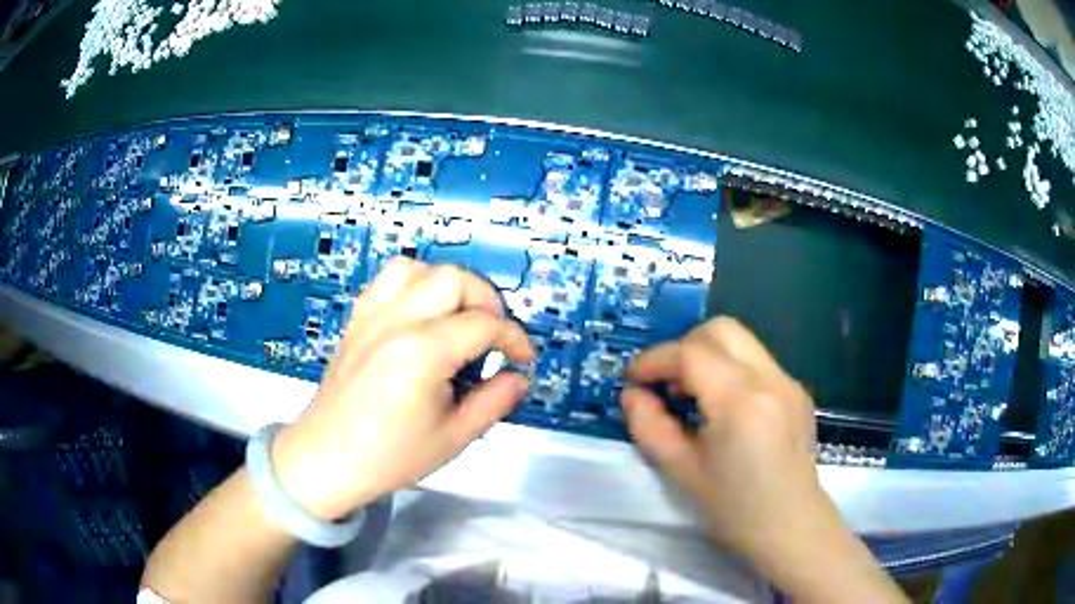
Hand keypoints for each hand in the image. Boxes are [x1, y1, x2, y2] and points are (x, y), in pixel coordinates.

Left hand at [270, 259, 533, 520]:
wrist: (327, 457)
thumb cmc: (389, 456)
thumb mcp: (453, 438)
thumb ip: (493, 402)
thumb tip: (518, 377)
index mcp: (423, 353)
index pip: (483, 325)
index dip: (514, 339)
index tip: (522, 358)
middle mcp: (397, 322)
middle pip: (454, 279)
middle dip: (486, 301)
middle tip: (493, 336)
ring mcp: (372, 316)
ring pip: (418, 268)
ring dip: (448, 286)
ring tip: (457, 318)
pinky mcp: (357, 319)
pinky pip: (388, 280)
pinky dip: (414, 284)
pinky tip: (422, 314)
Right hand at [622, 318, 906, 602]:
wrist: (790, 526)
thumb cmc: (734, 508)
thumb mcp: (682, 471)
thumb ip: (650, 426)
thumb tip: (632, 395)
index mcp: (741, 401)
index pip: (691, 353)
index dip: (654, 360)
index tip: (632, 380)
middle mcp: (770, 378)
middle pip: (721, 329)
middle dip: (684, 347)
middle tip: (665, 382)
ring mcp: (788, 381)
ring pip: (741, 341)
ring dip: (708, 355)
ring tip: (691, 394)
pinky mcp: (796, 390)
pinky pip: (757, 361)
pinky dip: (730, 369)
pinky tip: (723, 407)